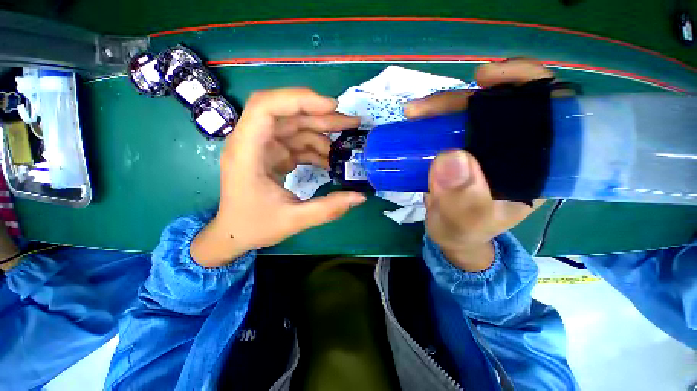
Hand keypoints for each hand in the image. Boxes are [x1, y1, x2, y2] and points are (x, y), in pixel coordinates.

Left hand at [191, 88, 365, 267]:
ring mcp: (264, 148)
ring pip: (295, 127)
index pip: (265, 107)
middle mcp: (252, 142)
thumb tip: (359, 197)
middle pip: (287, 114)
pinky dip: (316, 149)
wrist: (234, 234)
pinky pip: (297, 144)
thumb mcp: (293, 220)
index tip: (331, 107)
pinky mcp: (273, 155)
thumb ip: (327, 209)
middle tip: (351, 123)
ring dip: (322, 133)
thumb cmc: (254, 226)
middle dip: (321, 116)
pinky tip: (332, 160)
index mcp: (246, 152)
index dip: (299, 99)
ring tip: (347, 144)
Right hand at [403, 59, 549, 271]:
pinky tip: (417, 118)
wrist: (449, 233)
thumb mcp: (466, 223)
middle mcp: (514, 149)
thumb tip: (451, 157)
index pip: (549, 111)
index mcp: (535, 166)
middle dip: (466, 98)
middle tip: (429, 106)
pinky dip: (434, 117)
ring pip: (471, 112)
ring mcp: (485, 147)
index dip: (527, 84)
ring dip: (442, 106)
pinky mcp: (462, 148)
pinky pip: (451, 124)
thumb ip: (462, 200)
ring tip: (414, 112)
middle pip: (501, 105)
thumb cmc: (464, 231)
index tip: (490, 79)